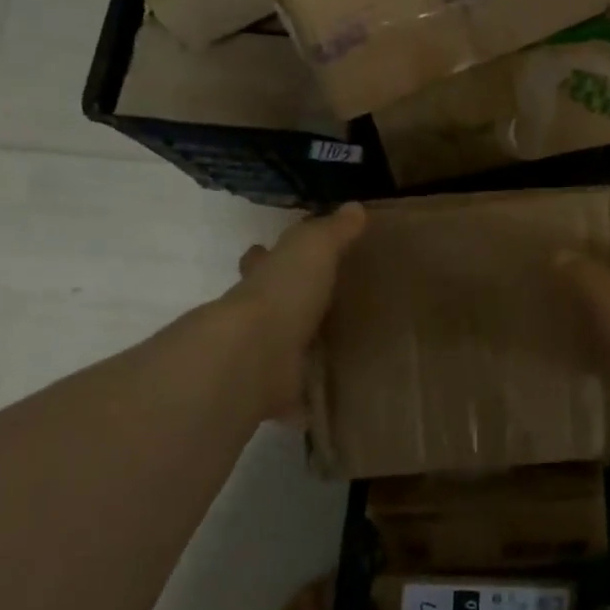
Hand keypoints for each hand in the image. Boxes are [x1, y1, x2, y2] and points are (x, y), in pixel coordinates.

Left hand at [224, 203, 366, 422]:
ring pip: (280, 349)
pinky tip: (327, 402)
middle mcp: (257, 316)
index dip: (265, 255)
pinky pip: (294, 396)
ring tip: (328, 352)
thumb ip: (334, 231)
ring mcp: (262, 356)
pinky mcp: (272, 393)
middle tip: (309, 305)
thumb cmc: (284, 292)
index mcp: (265, 279)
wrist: (254, 355)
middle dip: (279, 303)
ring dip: (295, 350)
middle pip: (266, 304)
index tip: (267, 250)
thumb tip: (354, 207)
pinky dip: (305, 401)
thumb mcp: (315, 248)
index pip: (262, 260)